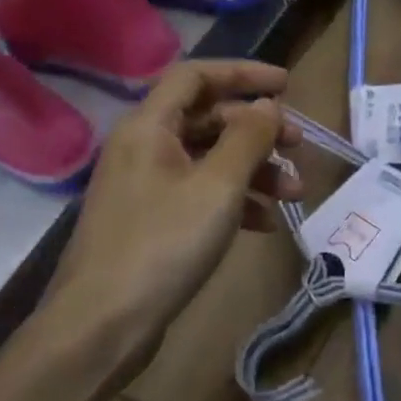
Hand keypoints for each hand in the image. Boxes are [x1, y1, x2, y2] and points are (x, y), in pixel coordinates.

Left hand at [43, 60, 301, 359]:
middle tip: (299, 146)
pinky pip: (200, 194)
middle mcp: (143, 147)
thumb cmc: (162, 245)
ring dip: (254, 170)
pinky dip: (235, 200)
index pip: (197, 75)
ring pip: (209, 160)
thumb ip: (247, 139)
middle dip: (258, 131)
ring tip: (294, 194)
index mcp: (149, 126)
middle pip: (208, 118)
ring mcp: (145, 186)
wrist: (101, 326)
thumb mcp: (217, 187)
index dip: (243, 73)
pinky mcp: (152, 220)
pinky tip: (264, 223)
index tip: (287, 86)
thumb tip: (268, 105)